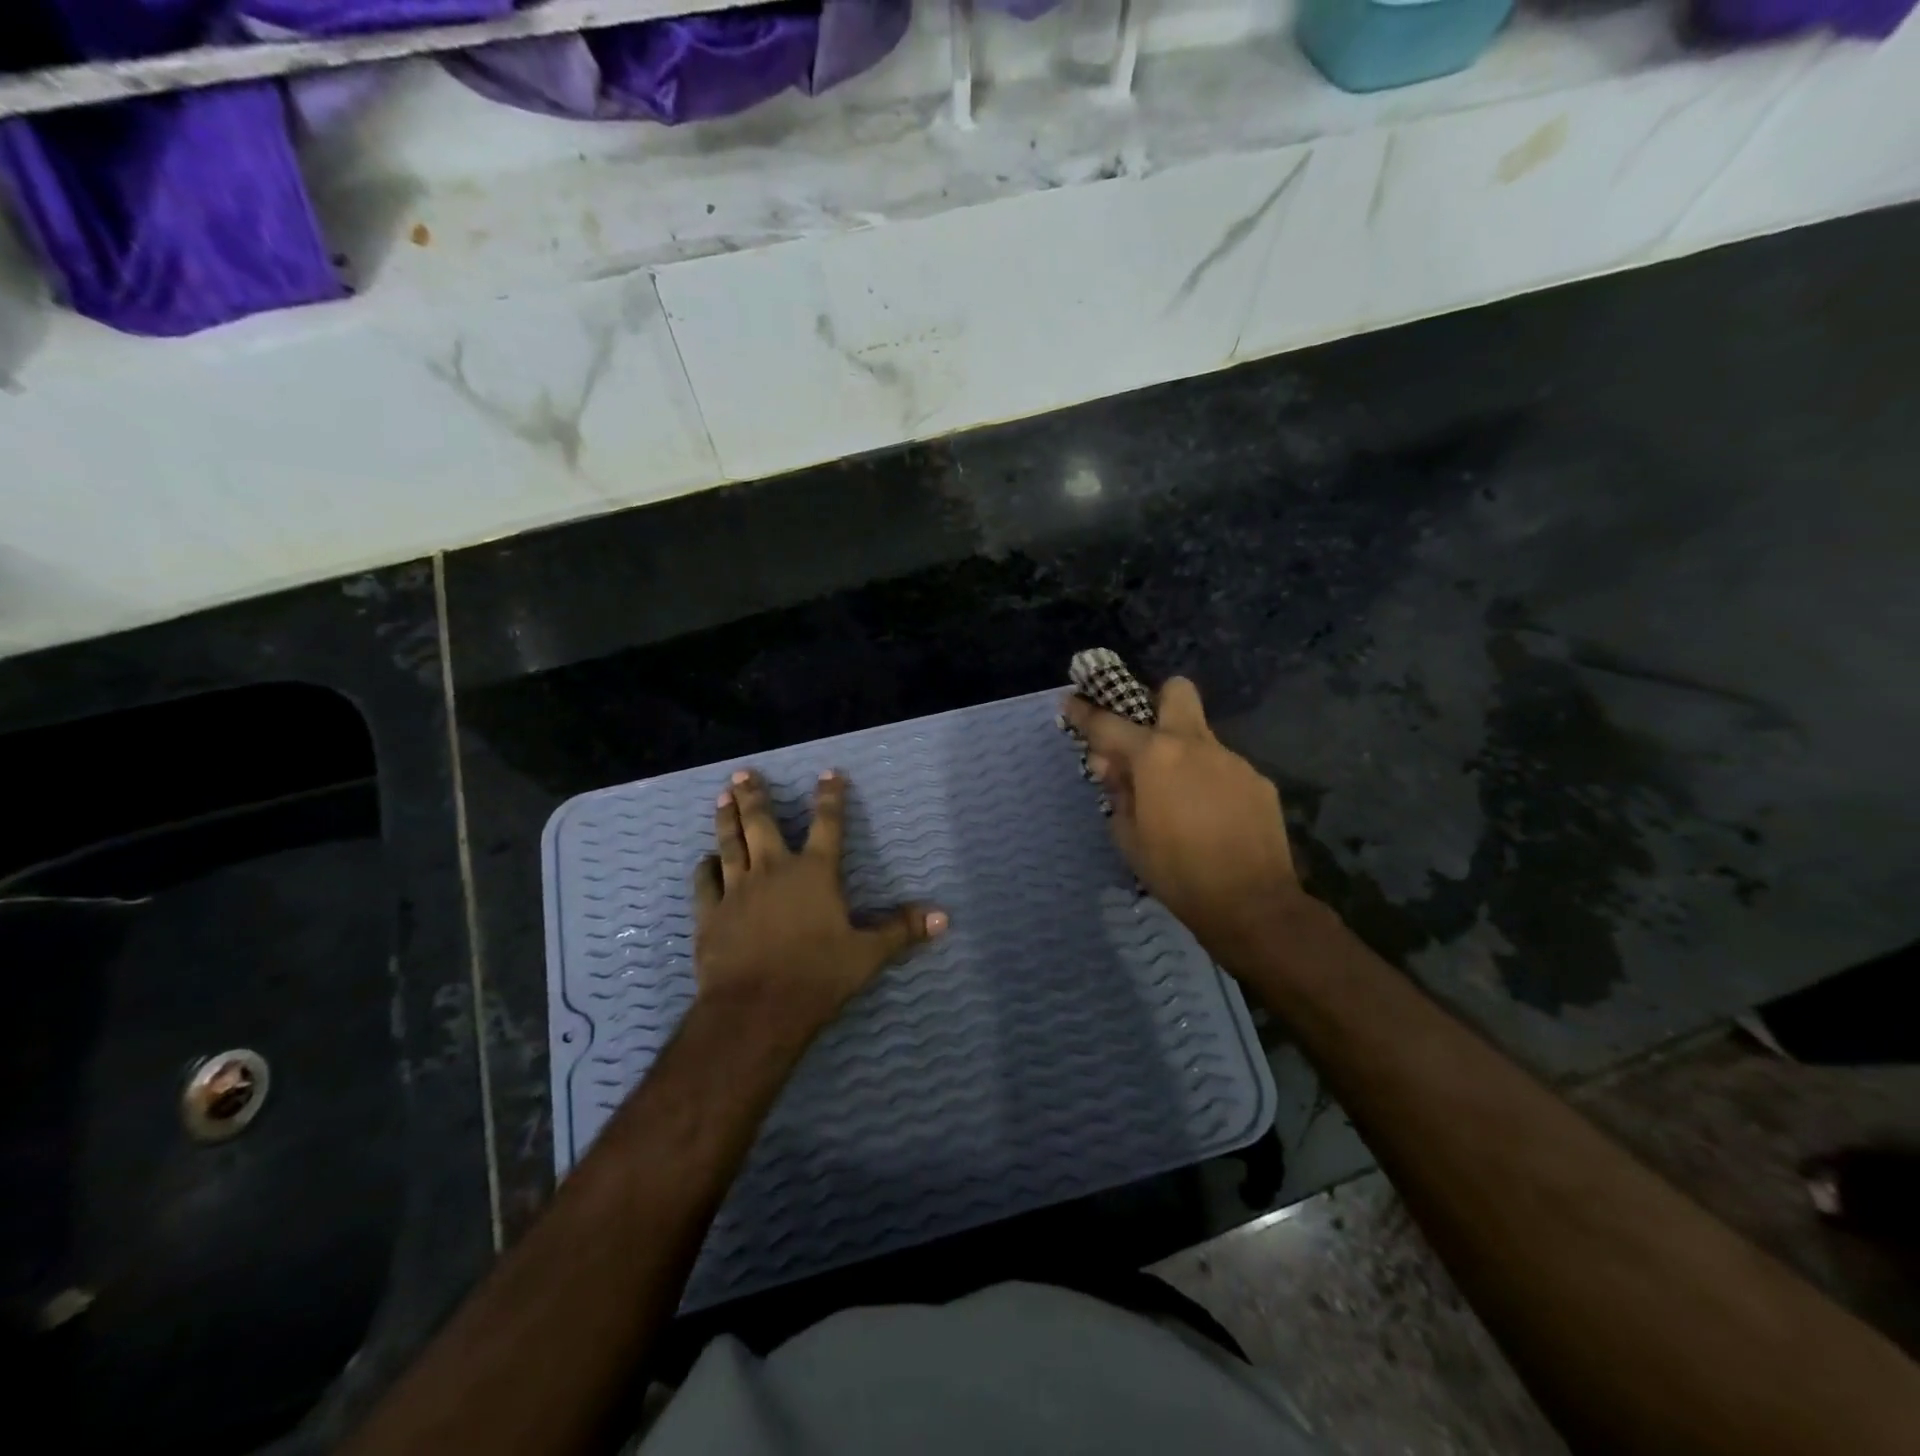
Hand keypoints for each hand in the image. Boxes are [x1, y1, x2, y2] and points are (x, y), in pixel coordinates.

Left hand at [694, 768, 945, 1038]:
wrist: (756, 1009)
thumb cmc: (817, 976)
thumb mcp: (868, 954)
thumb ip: (901, 930)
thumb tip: (943, 917)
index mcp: (815, 873)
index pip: (828, 824)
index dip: (830, 796)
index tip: (828, 773)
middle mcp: (774, 870)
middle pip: (762, 823)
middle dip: (754, 795)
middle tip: (743, 772)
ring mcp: (737, 890)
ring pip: (730, 844)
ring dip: (726, 819)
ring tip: (722, 796)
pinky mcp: (710, 914)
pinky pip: (705, 882)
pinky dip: (705, 868)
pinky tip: (704, 859)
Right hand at [1062, 677, 1303, 967]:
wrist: (1251, 904)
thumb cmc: (1176, 872)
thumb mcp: (1128, 836)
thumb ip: (1118, 792)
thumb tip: (1114, 768)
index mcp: (1156, 755)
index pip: (1109, 723)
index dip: (1084, 712)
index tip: (1070, 702)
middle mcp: (1196, 745)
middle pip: (1176, 691)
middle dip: (1156, 700)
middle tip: (1144, 738)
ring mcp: (1233, 761)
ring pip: (1201, 738)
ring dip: (1183, 755)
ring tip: (1179, 799)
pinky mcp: (1259, 782)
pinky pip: (1224, 769)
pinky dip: (1210, 783)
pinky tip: (1211, 818)